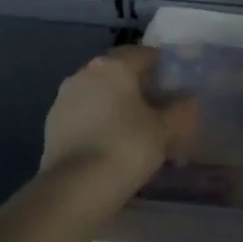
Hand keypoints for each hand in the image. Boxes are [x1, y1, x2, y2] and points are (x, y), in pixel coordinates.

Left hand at [41, 46, 197, 200]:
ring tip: (136, 128)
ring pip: (100, 92)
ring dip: (117, 102)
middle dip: (139, 85)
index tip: (177, 87)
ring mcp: (64, 97)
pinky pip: (84, 112)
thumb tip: (190, 99)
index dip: (164, 67)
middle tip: (159, 108)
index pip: (145, 54)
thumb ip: (182, 109)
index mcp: (114, 66)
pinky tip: (112, 141)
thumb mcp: (166, 129)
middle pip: (120, 71)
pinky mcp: (52, 122)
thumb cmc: (127, 148)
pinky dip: (99, 120)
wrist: (75, 188)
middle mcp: (85, 73)